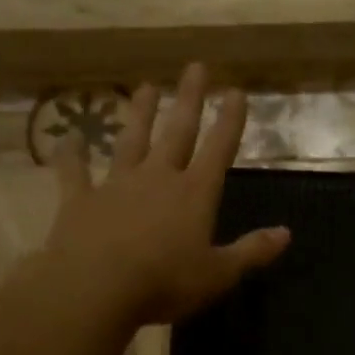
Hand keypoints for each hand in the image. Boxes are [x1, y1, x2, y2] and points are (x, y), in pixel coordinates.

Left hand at [40, 63, 288, 326]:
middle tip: (195, 67)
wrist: (95, 287)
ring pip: (131, 141)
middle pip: (178, 132)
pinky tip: (68, 138)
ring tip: (146, 87)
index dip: (230, 121)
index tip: (236, 91)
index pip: (218, 149)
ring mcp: (116, 185)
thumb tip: (286, 233)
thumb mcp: (219, 273)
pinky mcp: (80, 200)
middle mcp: (158, 178)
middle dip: (190, 100)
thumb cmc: (164, 282)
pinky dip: (71, 155)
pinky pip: (75, 172)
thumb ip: (252, 251)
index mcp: (194, 194)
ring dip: (140, 115)